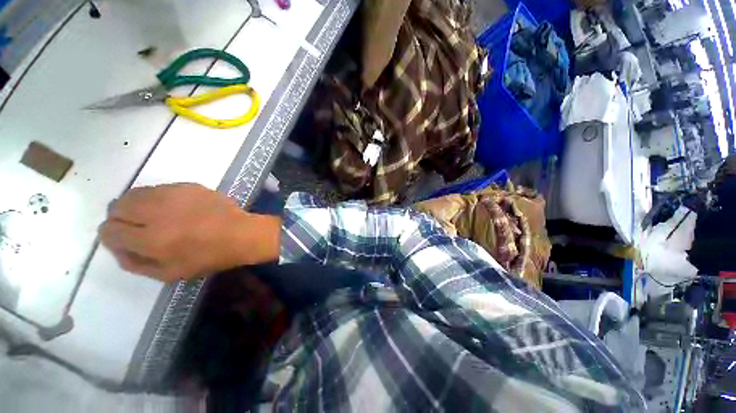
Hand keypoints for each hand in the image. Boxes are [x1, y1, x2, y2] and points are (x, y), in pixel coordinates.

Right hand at [99, 183, 280, 281]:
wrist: (242, 233)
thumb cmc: (210, 257)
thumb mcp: (170, 273)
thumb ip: (136, 263)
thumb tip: (116, 248)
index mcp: (151, 240)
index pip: (110, 231)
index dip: (111, 236)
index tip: (122, 238)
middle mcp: (157, 213)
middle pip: (117, 207)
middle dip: (119, 217)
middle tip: (135, 226)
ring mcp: (174, 195)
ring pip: (135, 194)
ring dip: (135, 205)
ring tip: (151, 216)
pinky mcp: (188, 185)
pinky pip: (159, 188)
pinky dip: (156, 197)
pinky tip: (171, 207)